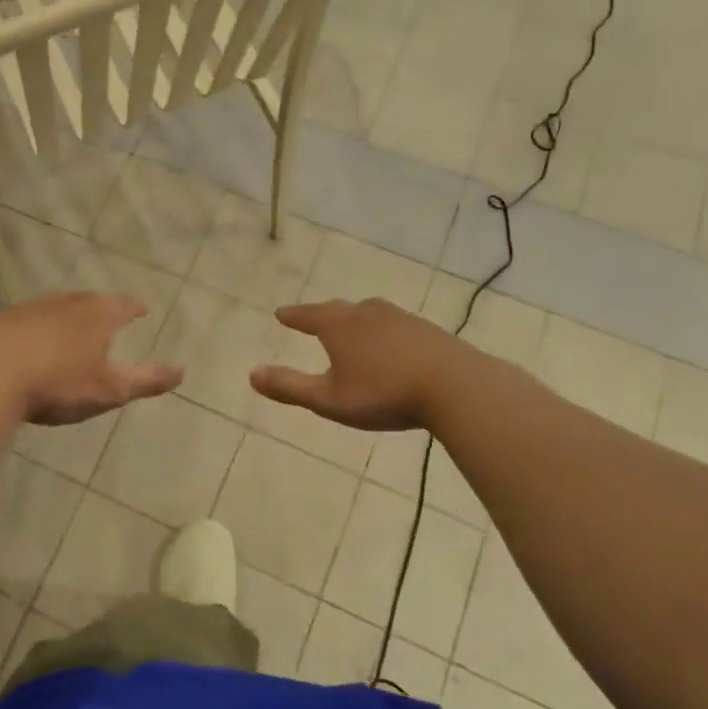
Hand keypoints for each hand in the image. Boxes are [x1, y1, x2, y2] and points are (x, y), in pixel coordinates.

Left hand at [0, 293, 181, 425]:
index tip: (142, 311)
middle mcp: (66, 302)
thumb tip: (182, 370)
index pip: (123, 305)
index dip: (134, 308)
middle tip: (109, 319)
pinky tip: (34, 343)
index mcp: (97, 314)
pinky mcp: (3, 321)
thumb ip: (147, 380)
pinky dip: (40, 328)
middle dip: (102, 309)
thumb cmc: (59, 383)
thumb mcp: (110, 389)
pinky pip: (30, 320)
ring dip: (69, 317)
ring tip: (74, 331)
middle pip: (90, 301)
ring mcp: (31, 308)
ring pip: (58, 307)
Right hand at [250, 299, 462, 431]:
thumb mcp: (329, 399)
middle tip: (314, 319)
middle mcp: (366, 313)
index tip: (281, 313)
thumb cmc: (384, 393)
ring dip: (355, 320)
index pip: (307, 316)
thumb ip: (290, 387)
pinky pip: (394, 325)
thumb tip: (252, 374)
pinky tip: (390, 345)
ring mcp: (399, 318)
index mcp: (338, 326)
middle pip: (339, 310)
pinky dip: (383, 331)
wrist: (456, 386)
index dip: (293, 316)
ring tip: (351, 329)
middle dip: (324, 315)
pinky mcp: (426, 330)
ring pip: (369, 314)